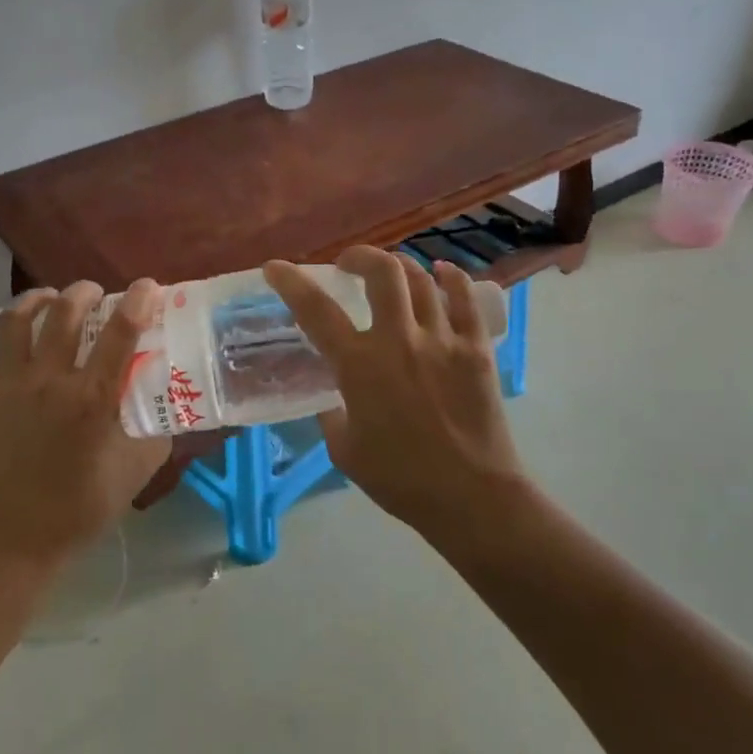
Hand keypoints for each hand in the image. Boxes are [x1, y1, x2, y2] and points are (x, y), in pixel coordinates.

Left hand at [0, 280, 168, 571]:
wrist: (17, 539)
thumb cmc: (82, 507)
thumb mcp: (137, 470)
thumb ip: (158, 431)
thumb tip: (170, 402)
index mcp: (92, 398)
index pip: (121, 333)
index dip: (138, 302)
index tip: (148, 286)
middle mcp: (48, 382)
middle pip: (65, 314)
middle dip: (83, 292)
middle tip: (94, 293)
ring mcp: (6, 387)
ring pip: (16, 322)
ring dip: (35, 300)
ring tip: (47, 299)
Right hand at [263, 249, 529, 546]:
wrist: (470, 496)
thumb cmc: (400, 479)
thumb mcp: (345, 450)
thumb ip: (331, 413)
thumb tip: (332, 394)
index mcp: (359, 366)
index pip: (316, 311)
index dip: (291, 282)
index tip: (275, 268)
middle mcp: (399, 340)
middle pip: (382, 272)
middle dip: (360, 257)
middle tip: (349, 265)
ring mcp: (443, 340)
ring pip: (422, 279)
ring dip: (401, 267)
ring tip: (392, 274)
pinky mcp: (476, 349)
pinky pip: (467, 299)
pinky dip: (452, 279)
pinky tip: (443, 274)